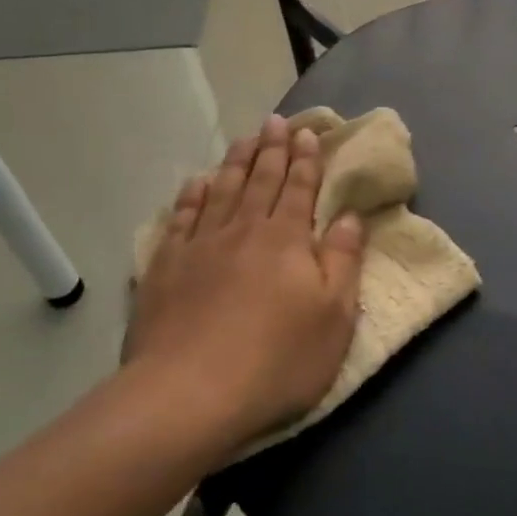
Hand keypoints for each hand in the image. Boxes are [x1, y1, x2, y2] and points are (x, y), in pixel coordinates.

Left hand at [120, 116, 365, 450]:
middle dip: (272, 149)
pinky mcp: (166, 268)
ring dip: (235, 162)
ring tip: (243, 139)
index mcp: (287, 240)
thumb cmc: (277, 360)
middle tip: (275, 121)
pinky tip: (196, 182)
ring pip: (221, 191)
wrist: (189, 394)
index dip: (306, 160)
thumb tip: (350, 217)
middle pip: (260, 180)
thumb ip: (343, 261)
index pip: (300, 188)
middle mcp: (244, 230)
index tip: (307, 133)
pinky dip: (191, 195)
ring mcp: (200, 246)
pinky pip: (181, 218)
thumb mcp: (334, 317)